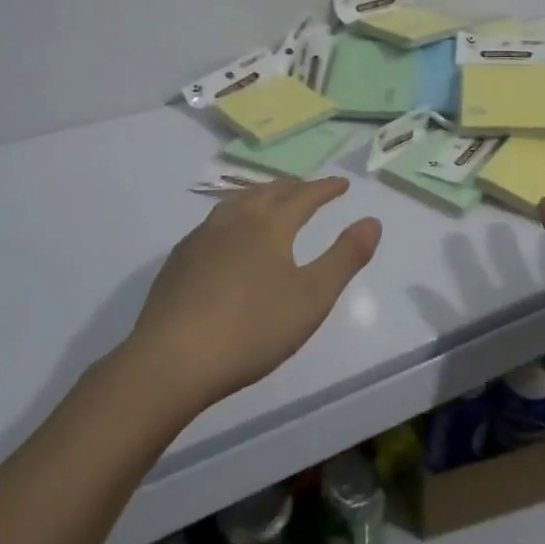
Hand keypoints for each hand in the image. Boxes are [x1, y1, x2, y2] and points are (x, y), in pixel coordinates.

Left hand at [123, 177, 381, 415]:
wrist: (172, 359)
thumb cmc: (252, 329)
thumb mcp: (312, 297)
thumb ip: (345, 257)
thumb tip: (372, 221)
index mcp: (269, 224)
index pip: (304, 196)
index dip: (325, 189)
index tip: (342, 184)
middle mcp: (234, 220)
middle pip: (269, 192)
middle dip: (294, 188)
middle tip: (310, 189)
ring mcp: (202, 237)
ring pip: (237, 202)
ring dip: (261, 196)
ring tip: (270, 201)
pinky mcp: (179, 260)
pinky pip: (214, 223)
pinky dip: (234, 217)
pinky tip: (228, 238)